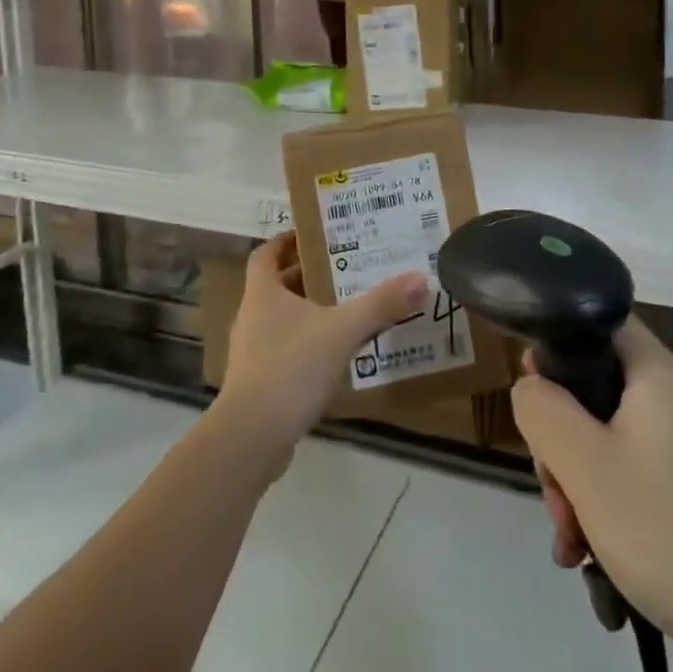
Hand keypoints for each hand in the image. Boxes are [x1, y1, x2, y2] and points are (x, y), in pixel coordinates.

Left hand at [216, 233, 426, 475]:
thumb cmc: (291, 367)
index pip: (265, 254)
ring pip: (282, 320)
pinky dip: (307, 346)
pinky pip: (285, 351)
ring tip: (347, 309)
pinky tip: (336, 356)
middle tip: (345, 269)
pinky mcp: (259, 383)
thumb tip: (420, 278)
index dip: (285, 241)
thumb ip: (380, 304)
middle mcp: (252, 317)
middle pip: (276, 286)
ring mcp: (252, 352)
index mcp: (262, 293)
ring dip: (309, 313)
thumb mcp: (342, 330)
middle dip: (307, 276)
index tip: (312, 234)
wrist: (252, 437)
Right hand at [511, 316, 672, 671]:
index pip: (600, 321)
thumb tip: (531, 386)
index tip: (533, 392)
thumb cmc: (667, 530)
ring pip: (607, 440)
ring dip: (577, 484)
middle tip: (554, 491)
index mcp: (658, 374)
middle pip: (596, 389)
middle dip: (560, 440)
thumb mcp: (584, 464)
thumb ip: (542, 409)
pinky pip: (632, 477)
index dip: (558, 343)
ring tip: (571, 542)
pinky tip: (591, 557)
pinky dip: (605, 507)